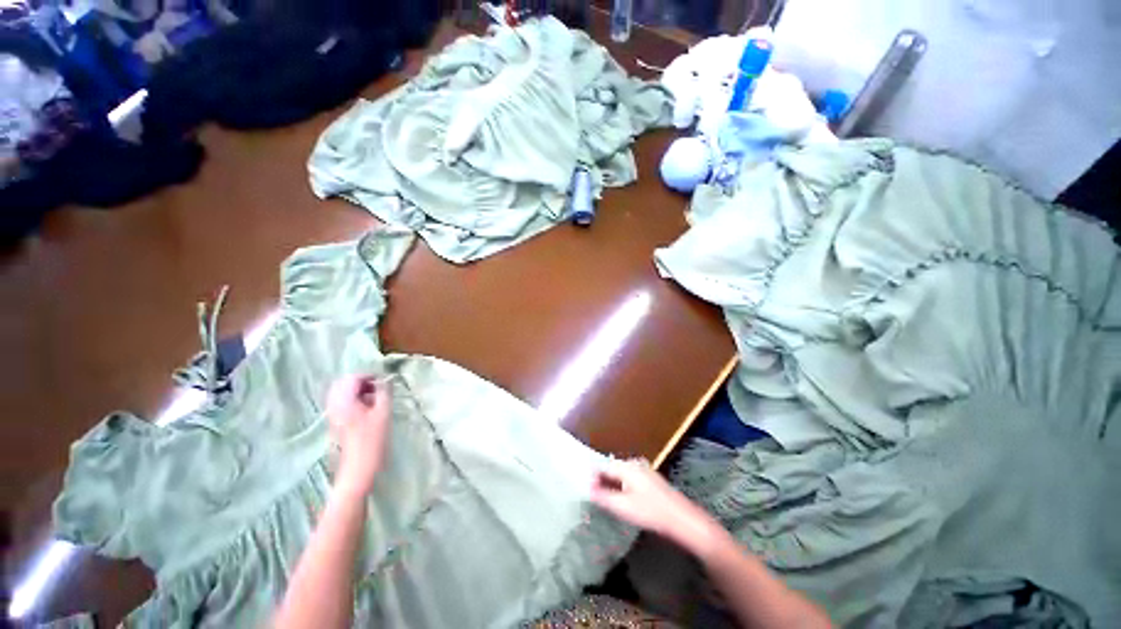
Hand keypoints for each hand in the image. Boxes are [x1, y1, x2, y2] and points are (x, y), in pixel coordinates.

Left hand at [325, 376, 392, 495]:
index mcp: (344, 402)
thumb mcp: (383, 413)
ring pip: (342, 393)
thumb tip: (385, 381)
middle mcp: (335, 406)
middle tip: (377, 388)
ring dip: (358, 391)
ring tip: (374, 398)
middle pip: (343, 384)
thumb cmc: (373, 440)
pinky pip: (342, 402)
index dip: (368, 376)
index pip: (352, 378)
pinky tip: (367, 408)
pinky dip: (354, 400)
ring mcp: (334, 414)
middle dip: (361, 382)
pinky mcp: (336, 422)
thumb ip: (384, 393)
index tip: (383, 381)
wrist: (359, 468)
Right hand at [590, 459, 722, 555]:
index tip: (584, 488)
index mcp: (627, 466)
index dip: (592, 477)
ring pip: (621, 474)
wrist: (682, 519)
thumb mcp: (623, 506)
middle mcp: (634, 463)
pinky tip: (623, 498)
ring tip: (605, 498)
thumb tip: (587, 487)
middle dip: (602, 480)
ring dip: (612, 483)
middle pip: (612, 468)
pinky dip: (622, 486)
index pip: (603, 467)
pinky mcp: (650, 479)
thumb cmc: (651, 512)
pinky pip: (630, 478)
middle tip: (593, 494)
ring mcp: (644, 470)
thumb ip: (603, 496)